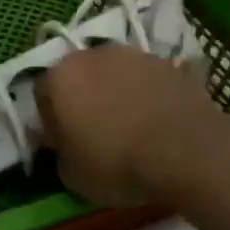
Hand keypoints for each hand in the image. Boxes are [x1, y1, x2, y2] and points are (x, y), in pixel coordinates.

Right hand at [35, 44, 224, 205]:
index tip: (63, 141)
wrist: (186, 151)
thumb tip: (61, 143)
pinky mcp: (169, 64)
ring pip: (115, 73)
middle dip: (83, 97)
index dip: (51, 119)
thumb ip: (58, 152)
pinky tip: (159, 121)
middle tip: (95, 130)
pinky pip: (149, 80)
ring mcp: (134, 55)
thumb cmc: (116, 163)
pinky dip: (149, 95)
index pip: (42, 93)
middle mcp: (92, 56)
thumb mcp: (71, 175)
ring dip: (117, 92)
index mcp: (60, 78)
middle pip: (79, 75)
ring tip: (132, 126)